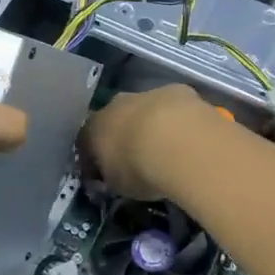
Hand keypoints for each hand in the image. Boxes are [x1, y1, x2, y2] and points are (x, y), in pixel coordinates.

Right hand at [79, 85, 214, 200]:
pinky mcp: (176, 90)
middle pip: (114, 119)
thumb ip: (111, 177)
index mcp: (93, 128)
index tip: (104, 172)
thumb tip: (111, 176)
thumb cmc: (138, 168)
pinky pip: (172, 105)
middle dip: (123, 134)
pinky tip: (188, 135)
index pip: (86, 141)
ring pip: (143, 109)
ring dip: (150, 124)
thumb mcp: (117, 184)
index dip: (95, 157)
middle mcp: (114, 106)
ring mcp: (145, 94)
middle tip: (136, 157)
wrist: (178, 142)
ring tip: (166, 148)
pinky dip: (176, 118)